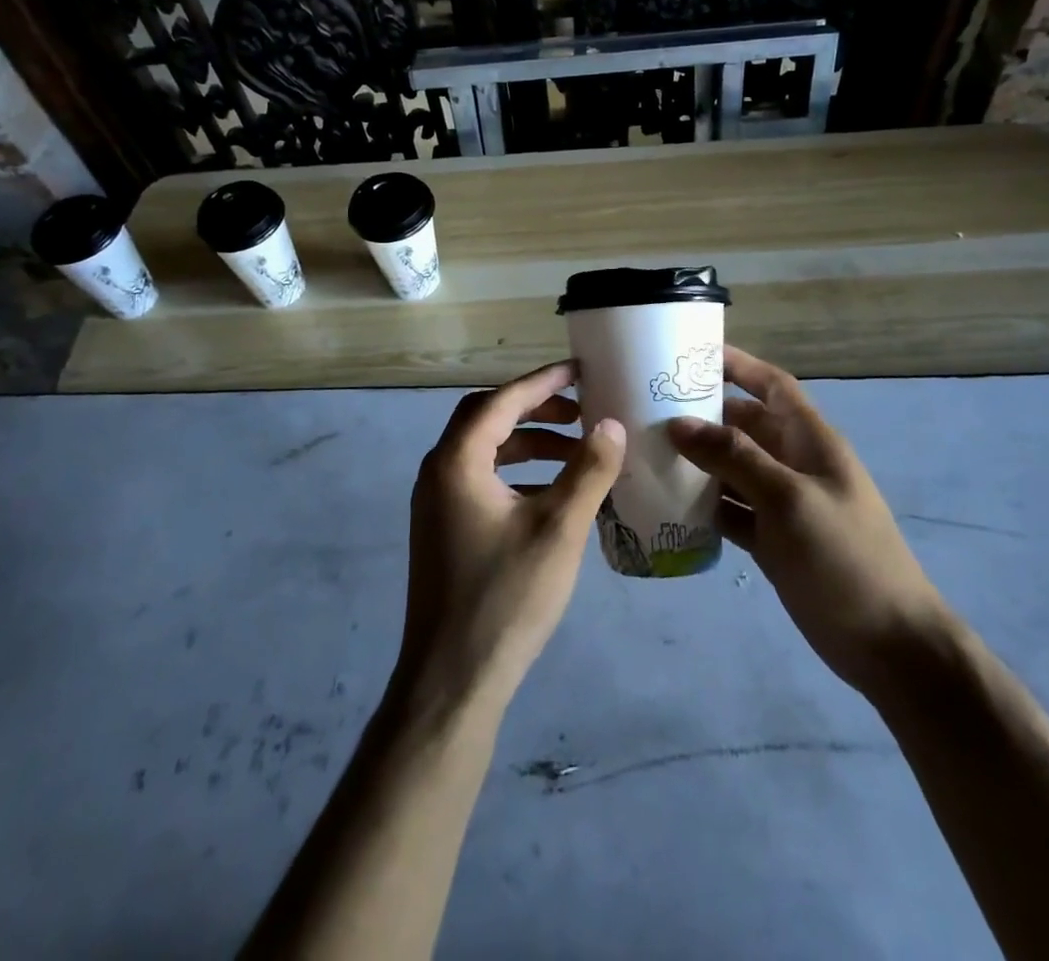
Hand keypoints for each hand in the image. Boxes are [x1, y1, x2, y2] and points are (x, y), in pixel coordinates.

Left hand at [394, 362, 625, 717]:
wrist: (452, 680)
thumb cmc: (506, 597)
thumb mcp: (558, 530)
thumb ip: (587, 471)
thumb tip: (611, 424)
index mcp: (457, 461)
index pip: (502, 401)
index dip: (543, 381)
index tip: (580, 370)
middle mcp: (438, 472)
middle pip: (487, 418)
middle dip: (535, 409)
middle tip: (580, 411)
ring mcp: (437, 502)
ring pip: (485, 451)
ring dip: (528, 443)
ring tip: (576, 452)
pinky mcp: (443, 528)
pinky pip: (481, 479)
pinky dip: (517, 473)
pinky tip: (554, 493)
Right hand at [667, 345, 943, 693]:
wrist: (887, 645)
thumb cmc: (845, 557)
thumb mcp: (789, 498)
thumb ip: (735, 458)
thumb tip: (679, 424)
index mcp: (811, 441)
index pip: (772, 386)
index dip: (738, 365)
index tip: (691, 354)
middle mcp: (794, 464)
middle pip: (745, 426)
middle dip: (705, 414)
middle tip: (650, 407)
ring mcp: (782, 503)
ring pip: (733, 468)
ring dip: (698, 460)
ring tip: (648, 450)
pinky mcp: (771, 539)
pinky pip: (731, 509)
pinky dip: (704, 505)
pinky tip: (668, 503)